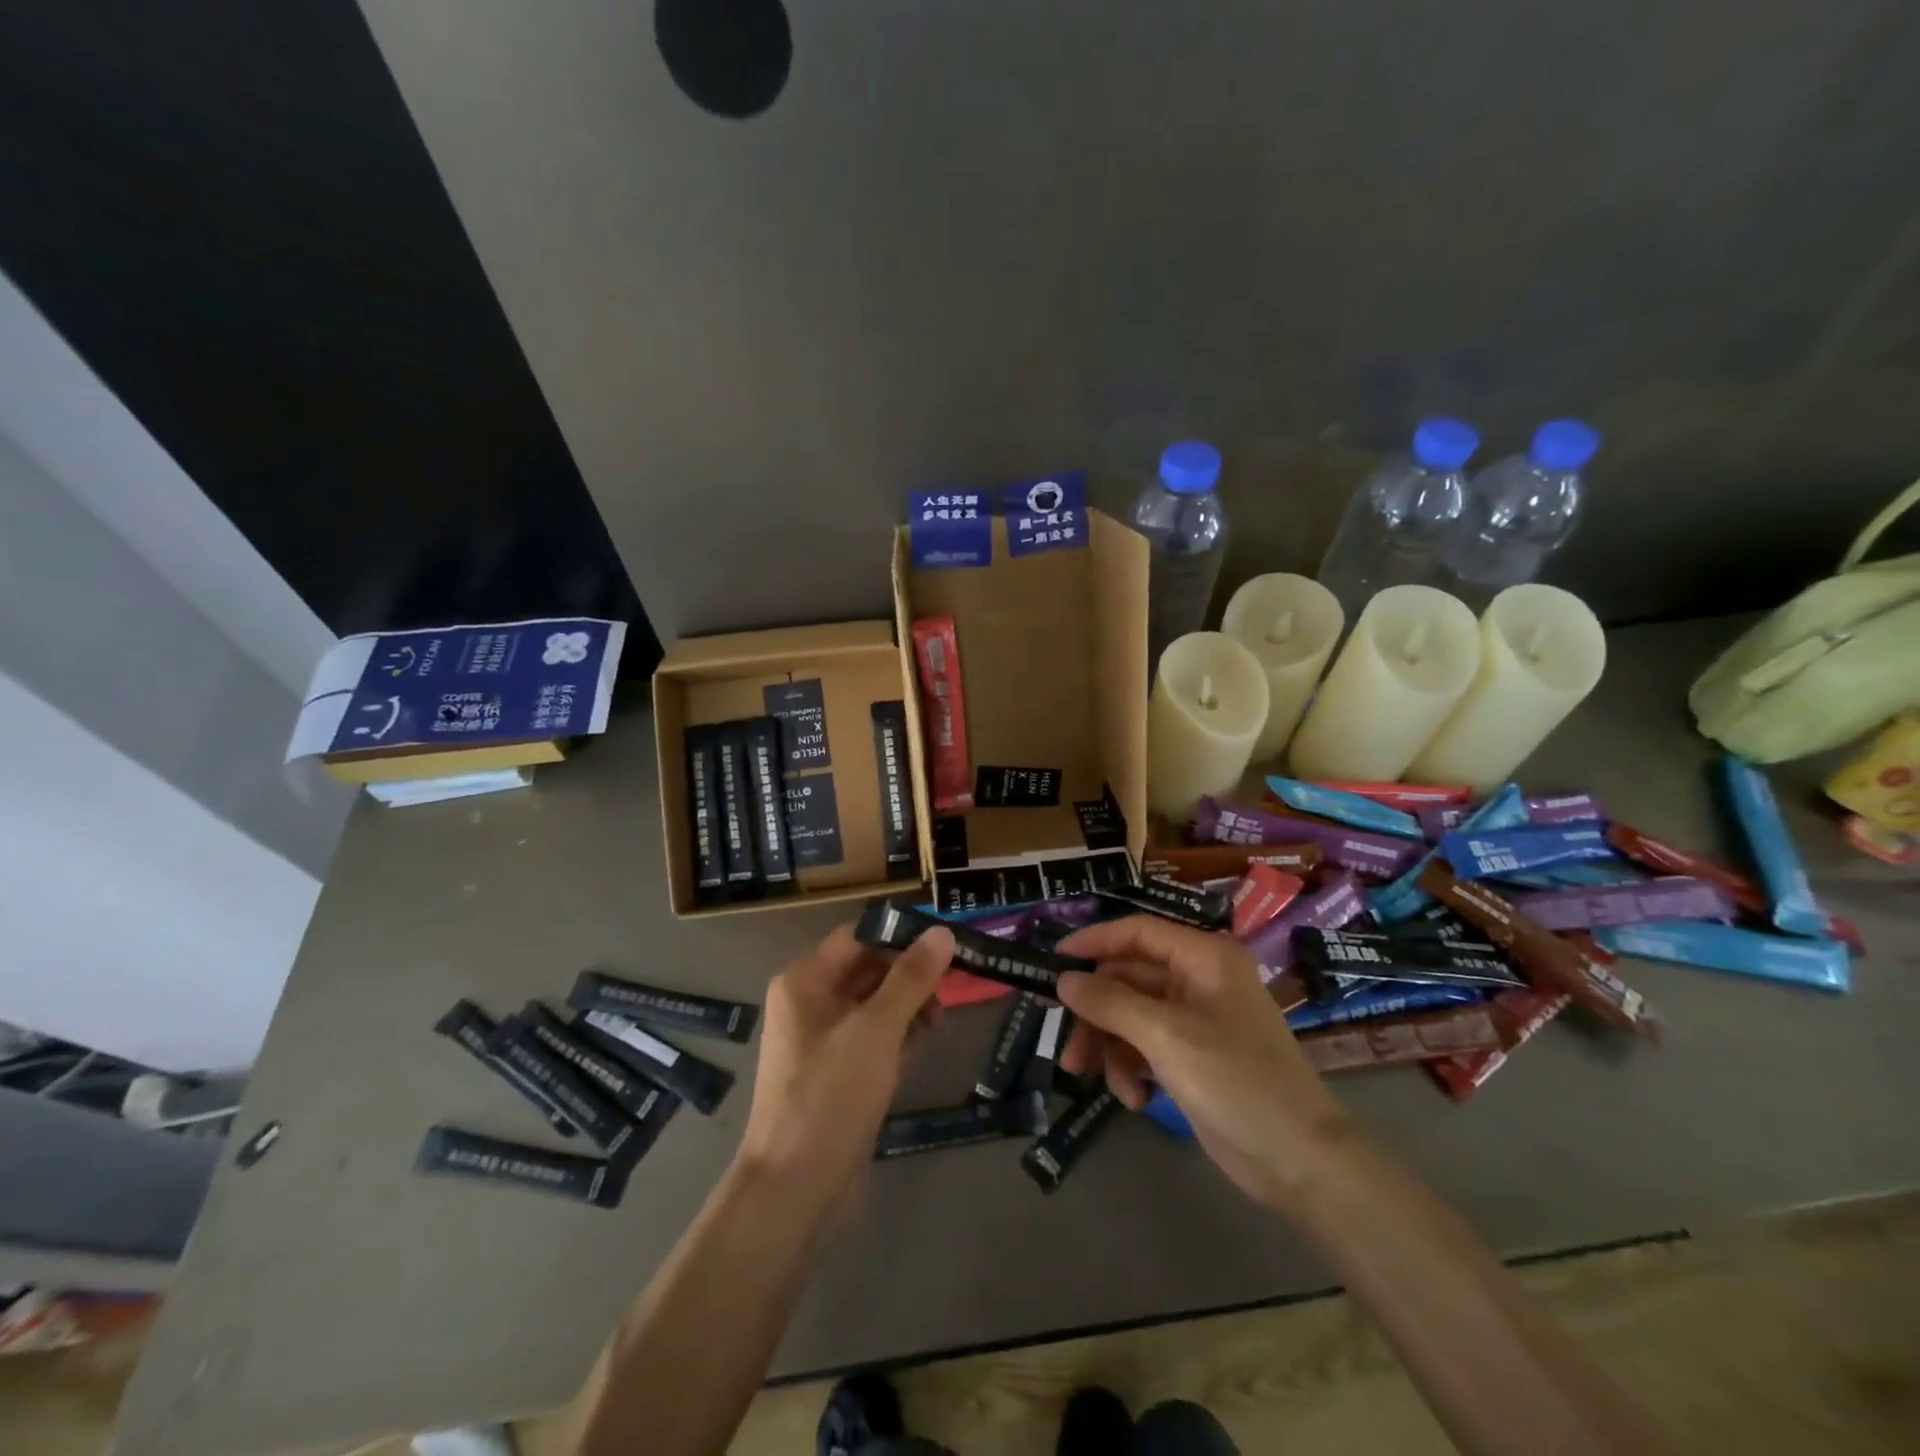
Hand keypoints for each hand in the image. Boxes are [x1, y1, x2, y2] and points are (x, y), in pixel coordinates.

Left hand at [736, 921, 952, 1207]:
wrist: (794, 1188)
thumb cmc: (831, 1096)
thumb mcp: (877, 1030)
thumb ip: (911, 978)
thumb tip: (942, 932)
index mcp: (806, 980)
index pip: (859, 936)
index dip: (902, 936)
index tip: (946, 945)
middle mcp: (809, 1001)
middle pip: (868, 968)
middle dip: (909, 974)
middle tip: (951, 986)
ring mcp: (821, 1038)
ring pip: (874, 1003)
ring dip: (908, 1005)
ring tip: (939, 1022)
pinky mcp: (836, 1070)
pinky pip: (871, 1035)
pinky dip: (898, 1033)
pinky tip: (924, 1043)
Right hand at [1055, 915, 1349, 1209]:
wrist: (1300, 1162)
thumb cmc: (1236, 1081)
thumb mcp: (1165, 1037)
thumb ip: (1110, 1002)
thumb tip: (1064, 979)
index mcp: (1203, 958)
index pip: (1137, 932)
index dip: (1093, 942)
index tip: (1052, 961)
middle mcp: (1198, 980)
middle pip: (1127, 979)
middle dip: (1095, 1013)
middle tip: (1066, 1046)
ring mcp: (1195, 1020)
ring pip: (1130, 1015)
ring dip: (1107, 1045)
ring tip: (1091, 1078)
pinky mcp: (1192, 1056)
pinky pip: (1144, 1046)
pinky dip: (1131, 1068)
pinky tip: (1134, 1099)